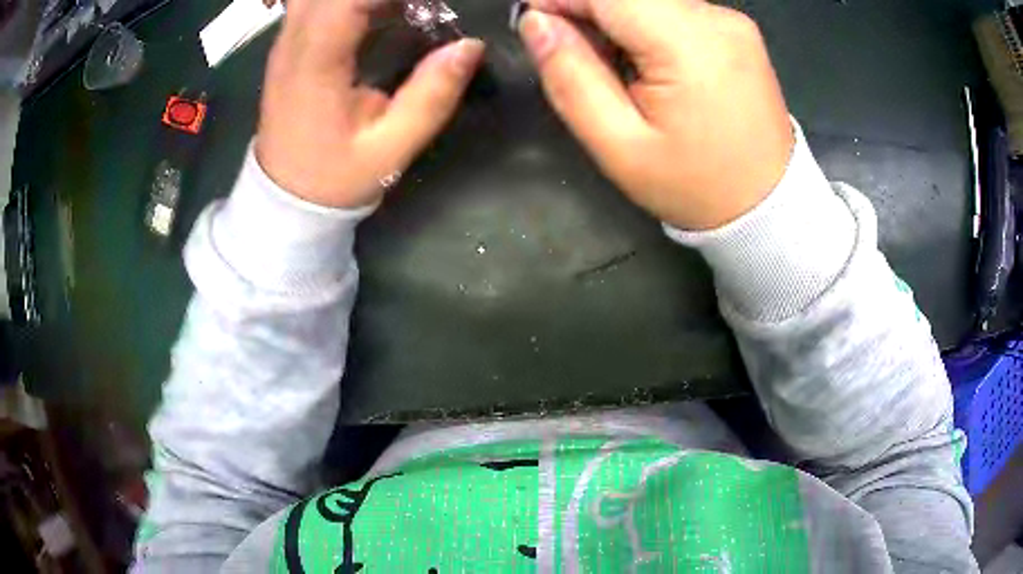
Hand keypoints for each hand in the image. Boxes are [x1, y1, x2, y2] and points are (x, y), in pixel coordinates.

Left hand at [256, 0, 484, 208]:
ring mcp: (287, 39)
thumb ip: (432, 96)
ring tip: (408, 9)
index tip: (434, 2)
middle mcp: (294, 40)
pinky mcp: (290, 43)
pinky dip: (354, 3)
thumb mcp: (391, 148)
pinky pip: (319, 1)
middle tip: (425, 8)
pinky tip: (383, 11)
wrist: (285, 198)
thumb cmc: (334, 177)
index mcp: (316, 62)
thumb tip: (470, 47)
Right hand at [519, 0, 794, 229]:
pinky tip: (647, 62)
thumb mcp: (618, 146)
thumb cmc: (693, 186)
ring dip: (616, 18)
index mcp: (688, 44)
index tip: (535, 23)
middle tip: (572, 51)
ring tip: (613, 65)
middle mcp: (716, 18)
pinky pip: (676, 9)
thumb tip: (536, 23)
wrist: (768, 205)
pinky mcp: (737, 30)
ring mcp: (732, 22)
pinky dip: (646, 24)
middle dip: (587, 8)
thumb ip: (571, 76)